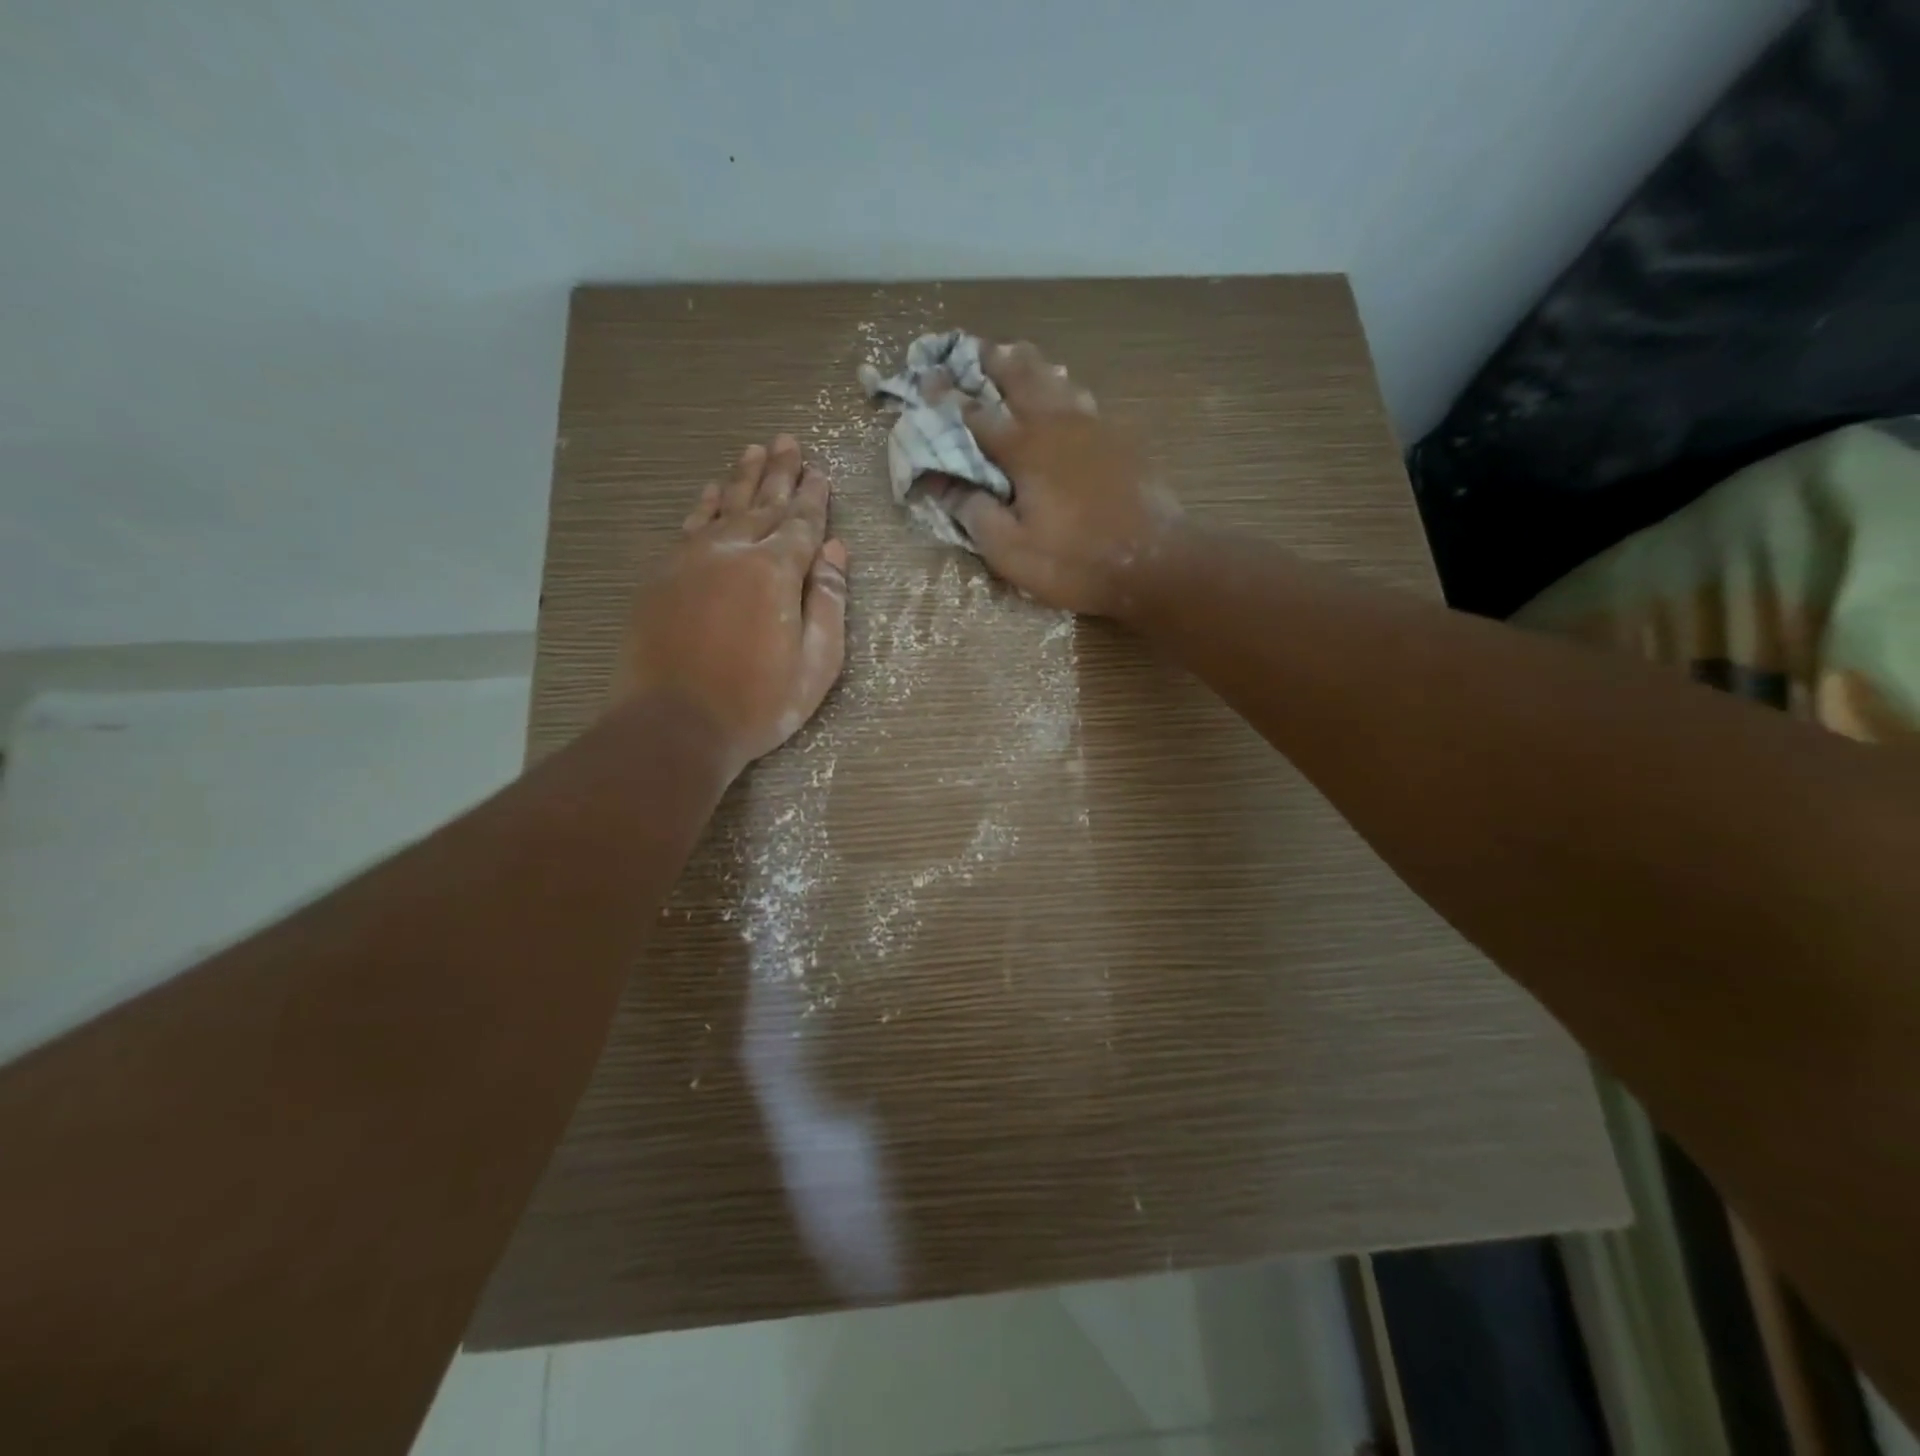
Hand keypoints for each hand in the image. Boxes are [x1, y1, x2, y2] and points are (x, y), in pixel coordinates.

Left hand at [618, 436, 848, 775]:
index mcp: (775, 572)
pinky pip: (689, 527)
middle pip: (763, 503)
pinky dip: (704, 506)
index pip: (801, 523)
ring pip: (724, 507)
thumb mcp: (816, 664)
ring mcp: (691, 559)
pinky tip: (712, 492)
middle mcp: (733, 551)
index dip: (814, 497)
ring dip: (742, 478)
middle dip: (780, 473)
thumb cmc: (757, 703)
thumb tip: (835, 550)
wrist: (673, 724)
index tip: (821, 471)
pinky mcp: (662, 575)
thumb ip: (828, 602)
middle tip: (788, 441)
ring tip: (754, 451)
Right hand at [933, 341, 1178, 619]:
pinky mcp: (1120, 440)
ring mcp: (1094, 428)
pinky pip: (1085, 400)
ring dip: (1032, 367)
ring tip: (1018, 354)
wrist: (1155, 563)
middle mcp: (1057, 425)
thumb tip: (947, 487)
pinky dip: (1065, 388)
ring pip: (1057, 382)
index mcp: (1025, 450)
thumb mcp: (1012, 552)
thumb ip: (976, 515)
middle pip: (1021, 378)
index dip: (947, 399)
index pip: (974, 415)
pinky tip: (1066, 393)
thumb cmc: (1076, 562)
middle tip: (976, 346)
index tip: (926, 382)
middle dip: (994, 361)